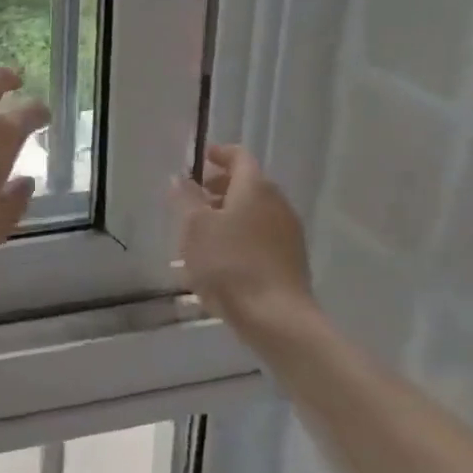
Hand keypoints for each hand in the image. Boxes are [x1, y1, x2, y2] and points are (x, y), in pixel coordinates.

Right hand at [172, 144, 315, 326]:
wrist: (277, 318)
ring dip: (229, 215)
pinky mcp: (291, 261)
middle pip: (249, 185)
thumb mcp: (194, 228)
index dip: (219, 154)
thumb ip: (185, 199)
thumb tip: (180, 178)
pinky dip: (241, 236)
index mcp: (255, 188)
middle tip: (194, 198)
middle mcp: (277, 204)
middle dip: (220, 187)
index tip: (201, 158)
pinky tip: (221, 260)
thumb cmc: (229, 264)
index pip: (239, 157)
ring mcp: (288, 234)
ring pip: (255, 213)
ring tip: (201, 233)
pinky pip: (261, 237)